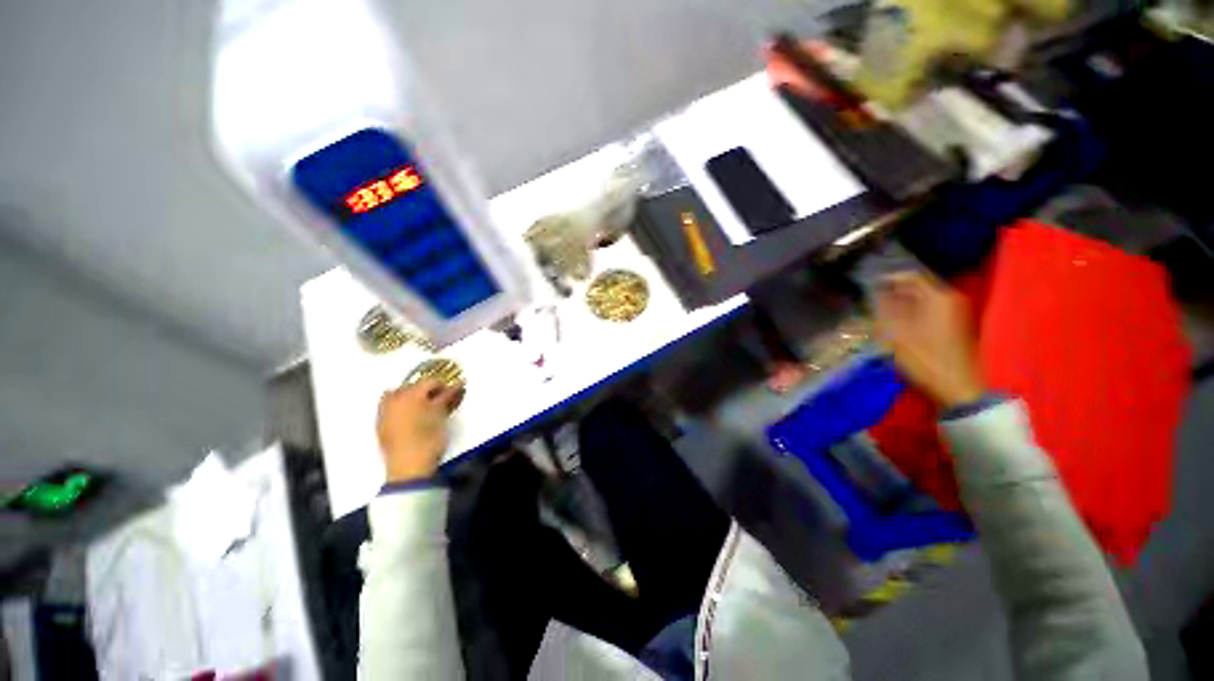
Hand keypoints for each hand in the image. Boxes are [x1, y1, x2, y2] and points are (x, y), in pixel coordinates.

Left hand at [376, 379, 461, 483]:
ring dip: (409, 397)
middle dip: (425, 390)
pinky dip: (399, 407)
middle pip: (411, 385)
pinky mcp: (380, 425)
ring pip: (396, 395)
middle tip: (438, 399)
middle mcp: (394, 399)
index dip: (444, 385)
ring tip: (422, 406)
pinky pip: (388, 407)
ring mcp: (384, 412)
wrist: (409, 466)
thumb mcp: (441, 415)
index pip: (430, 381)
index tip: (452, 392)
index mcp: (411, 394)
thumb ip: (448, 397)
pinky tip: (409, 416)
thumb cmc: (429, 438)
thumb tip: (457, 385)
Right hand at [874, 272, 985, 408]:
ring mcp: (956, 312)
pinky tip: (900, 324)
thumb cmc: (923, 359)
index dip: (887, 279)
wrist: (956, 387)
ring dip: (902, 303)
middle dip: (894, 292)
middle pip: (918, 286)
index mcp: (938, 297)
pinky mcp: (955, 325)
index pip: (910, 276)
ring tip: (882, 314)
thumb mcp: (896, 333)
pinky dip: (913, 312)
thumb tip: (877, 290)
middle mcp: (950, 299)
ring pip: (923, 299)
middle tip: (873, 303)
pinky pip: (930, 309)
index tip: (868, 288)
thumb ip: (885, 308)